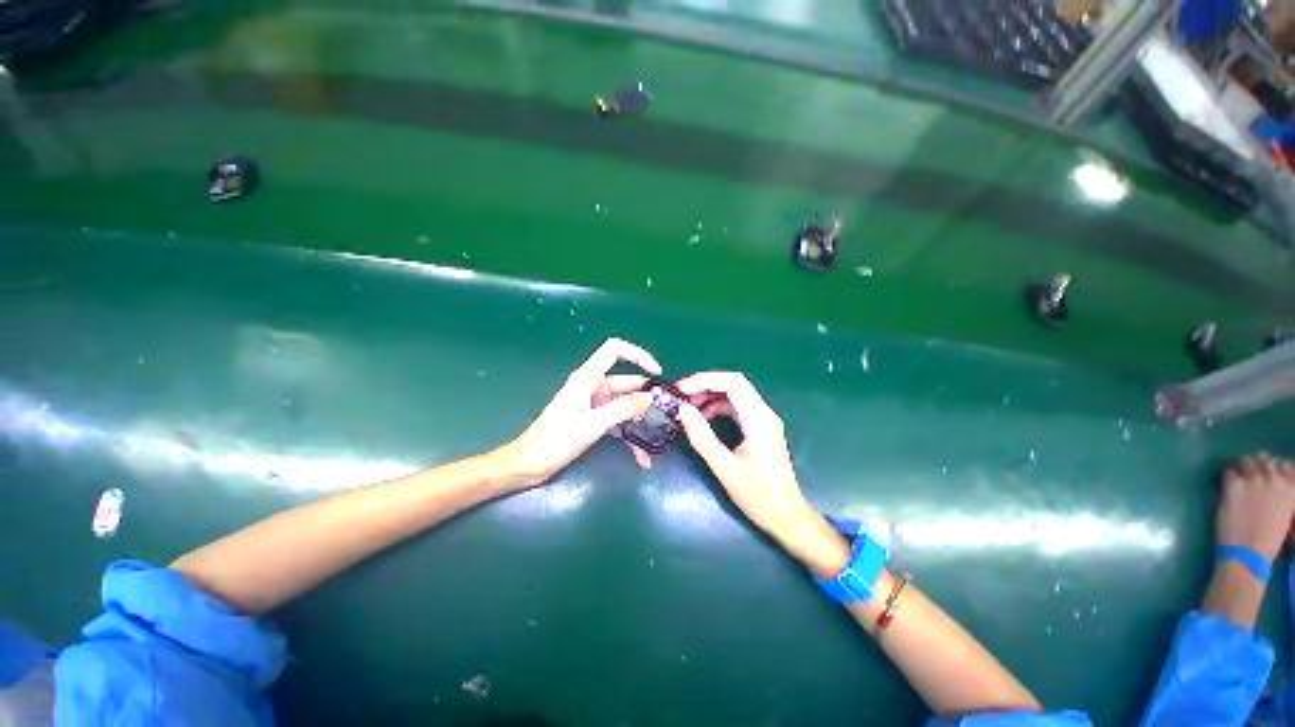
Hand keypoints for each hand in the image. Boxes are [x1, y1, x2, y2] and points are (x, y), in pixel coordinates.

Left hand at [497, 338, 660, 487]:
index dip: (637, 354)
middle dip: (646, 398)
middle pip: (627, 383)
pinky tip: (641, 456)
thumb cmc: (554, 442)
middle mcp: (593, 387)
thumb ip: (622, 409)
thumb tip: (651, 398)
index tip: (657, 373)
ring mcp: (595, 404)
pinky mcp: (595, 419)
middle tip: (667, 415)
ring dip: (640, 423)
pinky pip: (619, 421)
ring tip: (654, 442)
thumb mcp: (591, 426)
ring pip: (626, 405)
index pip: (614, 350)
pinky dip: (630, 435)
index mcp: (587, 378)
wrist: (529, 466)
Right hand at [675, 372, 848, 575]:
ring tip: (686, 407)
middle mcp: (763, 413)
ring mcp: (762, 420)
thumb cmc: (758, 496)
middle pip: (733, 384)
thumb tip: (682, 409)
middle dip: (704, 385)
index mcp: (759, 420)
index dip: (704, 380)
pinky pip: (735, 408)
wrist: (786, 516)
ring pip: (733, 395)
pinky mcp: (758, 428)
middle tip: (680, 397)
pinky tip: (701, 418)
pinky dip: (716, 407)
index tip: (681, 390)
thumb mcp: (725, 468)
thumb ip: (702, 437)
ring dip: (709, 396)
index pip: (732, 383)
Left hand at [1217, 453, 1294, 561]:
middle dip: (1256, 465)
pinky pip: (1228, 472)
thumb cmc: (1268, 540)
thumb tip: (1274, 484)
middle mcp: (1274, 479)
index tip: (1269, 474)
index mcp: (1291, 489)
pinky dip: (1227, 478)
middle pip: (1264, 459)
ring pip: (1245, 461)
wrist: (1249, 553)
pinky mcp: (1234, 485)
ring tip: (1238, 480)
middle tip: (1249, 476)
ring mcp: (1254, 480)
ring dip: (1241, 468)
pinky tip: (1228, 489)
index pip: (1286, 465)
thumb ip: (1281, 495)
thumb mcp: (1285, 513)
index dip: (1276, 468)